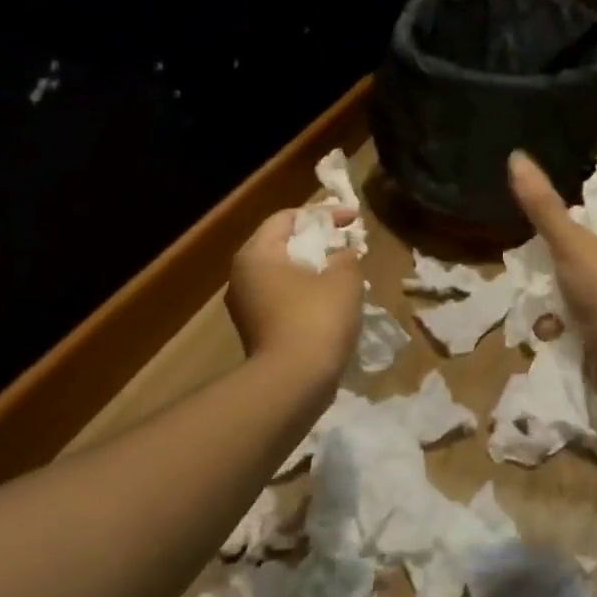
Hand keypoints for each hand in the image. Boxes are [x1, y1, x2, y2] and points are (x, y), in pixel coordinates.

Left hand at [227, 207, 363, 384]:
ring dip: (314, 271)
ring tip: (346, 274)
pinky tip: (333, 304)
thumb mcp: (344, 279)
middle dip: (319, 243)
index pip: (287, 218)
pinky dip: (307, 296)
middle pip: (282, 246)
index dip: (324, 214)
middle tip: (349, 244)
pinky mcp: (257, 332)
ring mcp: (246, 308)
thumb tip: (345, 254)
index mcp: (257, 254)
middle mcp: (242, 276)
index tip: (354, 219)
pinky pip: (284, 301)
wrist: (293, 383)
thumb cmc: (317, 318)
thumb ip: (347, 257)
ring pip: (284, 276)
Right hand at [508, 152, 596, 406]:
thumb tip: (516, 156)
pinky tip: (552, 333)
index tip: (545, 241)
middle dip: (554, 273)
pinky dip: (563, 329)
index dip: (569, 230)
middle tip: (535, 276)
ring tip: (542, 310)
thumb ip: (542, 205)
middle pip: (583, 261)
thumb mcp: (571, 243)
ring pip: (578, 295)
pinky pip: (582, 325)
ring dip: (554, 303)